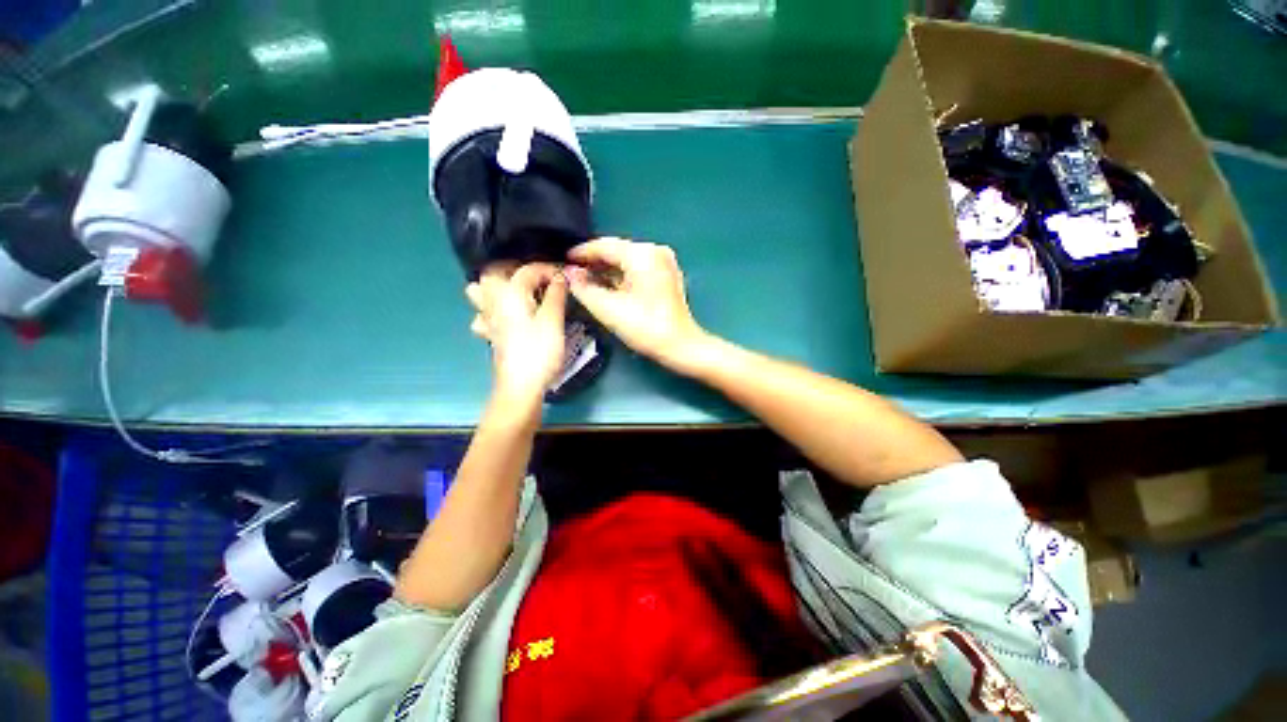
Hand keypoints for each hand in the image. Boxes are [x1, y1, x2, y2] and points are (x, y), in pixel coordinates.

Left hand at [465, 262, 567, 404]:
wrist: (521, 386)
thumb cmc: (539, 351)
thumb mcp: (553, 321)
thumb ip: (556, 295)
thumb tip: (560, 276)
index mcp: (510, 294)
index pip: (527, 270)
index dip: (548, 269)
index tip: (565, 274)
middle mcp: (493, 302)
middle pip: (493, 272)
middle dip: (515, 269)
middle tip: (538, 277)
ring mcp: (488, 319)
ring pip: (480, 291)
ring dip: (497, 286)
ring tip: (520, 291)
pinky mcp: (491, 335)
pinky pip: (483, 314)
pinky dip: (492, 309)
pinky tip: (507, 316)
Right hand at [566, 238, 708, 371]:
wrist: (680, 345)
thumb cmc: (645, 327)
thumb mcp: (608, 309)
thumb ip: (584, 288)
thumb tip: (570, 273)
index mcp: (642, 254)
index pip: (604, 245)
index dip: (581, 253)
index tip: (563, 260)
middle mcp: (655, 251)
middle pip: (616, 250)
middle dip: (593, 261)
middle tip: (571, 272)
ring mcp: (664, 262)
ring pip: (627, 260)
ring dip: (607, 269)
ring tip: (585, 279)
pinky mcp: (667, 274)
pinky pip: (638, 268)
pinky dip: (622, 275)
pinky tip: (607, 285)